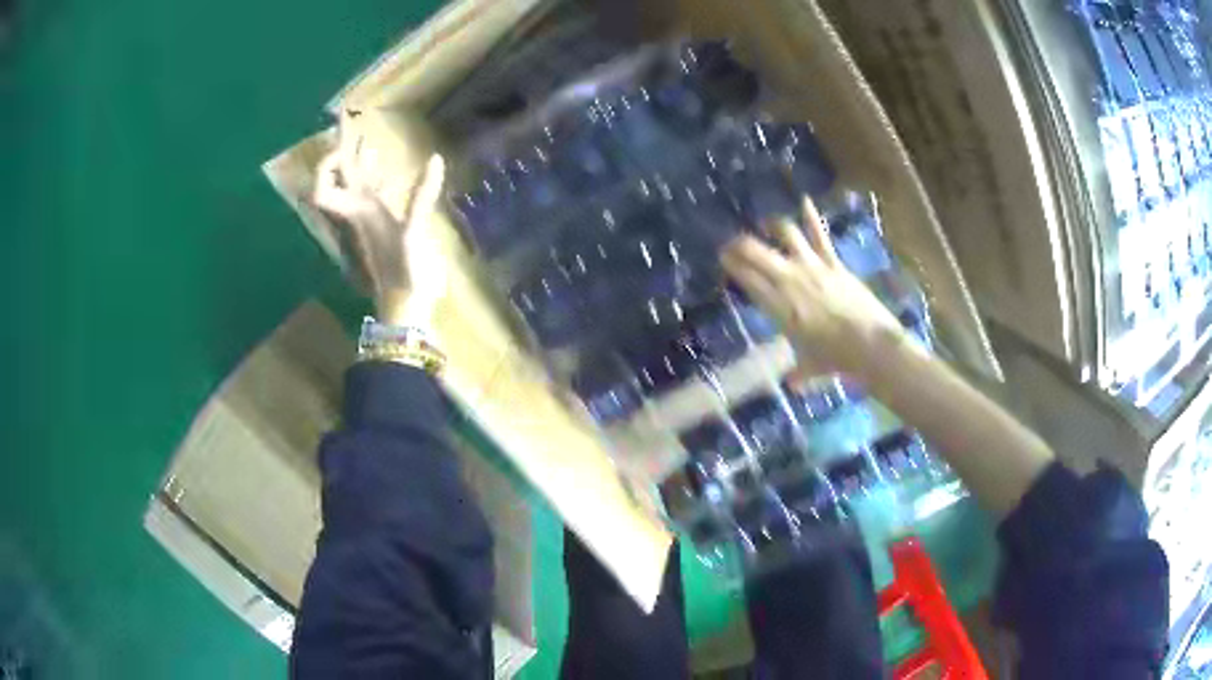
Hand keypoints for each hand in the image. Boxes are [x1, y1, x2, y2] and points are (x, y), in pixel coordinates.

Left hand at [314, 144, 447, 328]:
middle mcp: (358, 211)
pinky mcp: (385, 224)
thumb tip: (435, 159)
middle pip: (342, 178)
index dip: (328, 167)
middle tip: (345, 122)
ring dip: (359, 162)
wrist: (406, 303)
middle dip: (343, 150)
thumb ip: (421, 197)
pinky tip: (387, 167)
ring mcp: (371, 217)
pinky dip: (378, 178)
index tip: (345, 148)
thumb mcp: (412, 235)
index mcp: (357, 212)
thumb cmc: (404, 272)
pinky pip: (376, 195)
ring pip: (358, 185)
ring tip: (365, 138)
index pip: (324, 188)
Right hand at [720, 197, 907, 378]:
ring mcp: (811, 267)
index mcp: (777, 307)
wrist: (869, 344)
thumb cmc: (835, 359)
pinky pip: (819, 234)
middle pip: (755, 252)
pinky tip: (804, 200)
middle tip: (732, 243)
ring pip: (784, 235)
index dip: (732, 265)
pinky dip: (811, 216)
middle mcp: (788, 281)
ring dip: (773, 226)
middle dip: (739, 244)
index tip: (723, 259)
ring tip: (767, 224)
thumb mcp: (811, 366)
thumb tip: (792, 385)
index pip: (746, 279)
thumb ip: (799, 373)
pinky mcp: (832, 262)